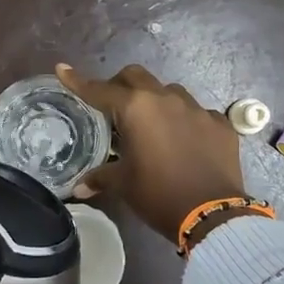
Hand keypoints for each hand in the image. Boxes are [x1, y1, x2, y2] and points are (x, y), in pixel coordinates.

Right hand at [56, 62, 248, 241]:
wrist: (211, 213)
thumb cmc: (157, 194)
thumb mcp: (123, 185)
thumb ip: (100, 178)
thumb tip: (79, 188)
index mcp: (136, 109)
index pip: (100, 90)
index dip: (78, 81)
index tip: (63, 69)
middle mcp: (166, 99)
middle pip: (136, 76)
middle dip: (120, 85)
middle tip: (113, 106)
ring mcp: (197, 109)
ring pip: (169, 91)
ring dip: (155, 101)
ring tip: (151, 125)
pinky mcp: (220, 124)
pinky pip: (197, 112)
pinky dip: (184, 120)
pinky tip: (184, 140)